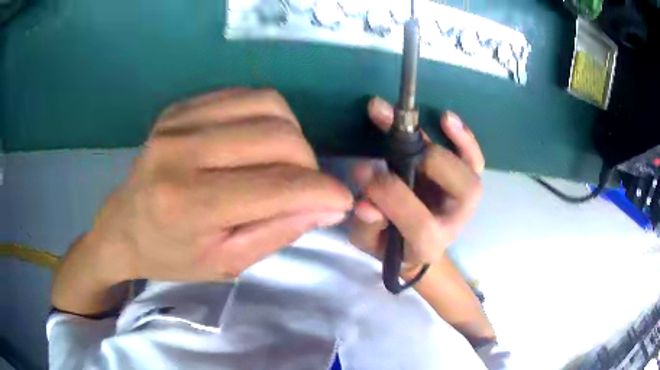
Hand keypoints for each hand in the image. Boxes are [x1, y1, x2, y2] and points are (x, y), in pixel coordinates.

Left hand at [54, 89, 353, 303]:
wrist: (123, 226)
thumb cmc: (171, 255)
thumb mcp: (226, 262)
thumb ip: (279, 231)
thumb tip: (328, 205)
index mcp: (188, 203)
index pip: (276, 186)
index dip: (322, 191)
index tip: (341, 200)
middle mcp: (181, 151)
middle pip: (277, 136)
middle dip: (308, 163)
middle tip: (304, 186)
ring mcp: (178, 120)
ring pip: (268, 104)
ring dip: (291, 134)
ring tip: (282, 162)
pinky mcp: (181, 106)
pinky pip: (245, 95)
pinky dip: (266, 117)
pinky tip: (256, 141)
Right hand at [349, 97, 483, 273]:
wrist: (414, 244)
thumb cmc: (389, 243)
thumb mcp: (368, 242)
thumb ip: (367, 227)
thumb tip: (365, 205)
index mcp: (428, 245)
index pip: (420, 223)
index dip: (392, 195)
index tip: (362, 170)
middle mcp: (454, 222)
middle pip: (463, 192)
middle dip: (429, 162)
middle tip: (395, 143)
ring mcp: (465, 201)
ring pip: (471, 171)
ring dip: (450, 141)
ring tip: (422, 119)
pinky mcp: (466, 182)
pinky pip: (474, 159)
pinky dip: (464, 138)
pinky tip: (446, 118)